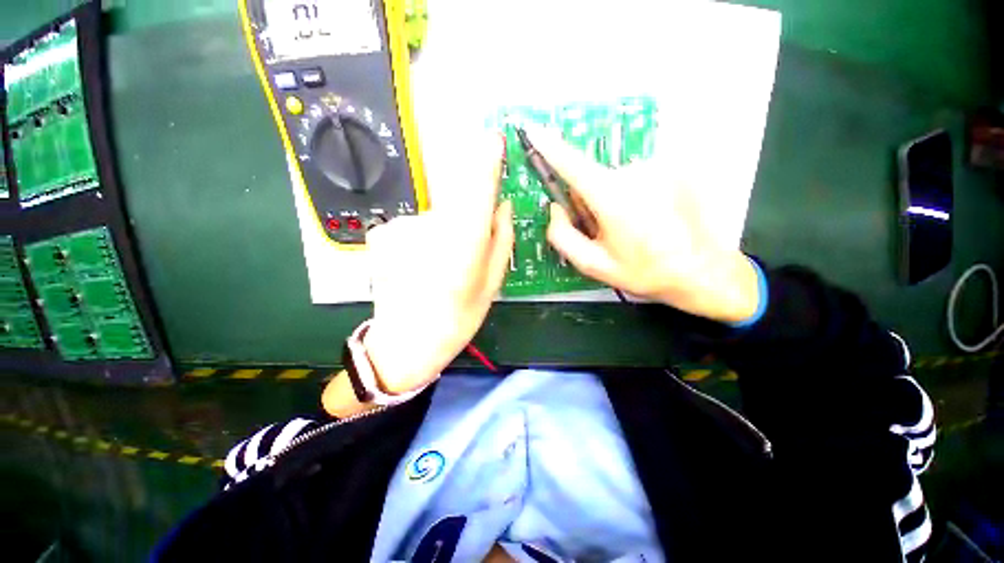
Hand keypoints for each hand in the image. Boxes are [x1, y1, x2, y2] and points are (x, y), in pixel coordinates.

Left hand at [362, 135, 512, 393]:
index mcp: (464, 245)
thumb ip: (501, 240)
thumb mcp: (491, 285)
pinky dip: (420, 242)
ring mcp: (401, 229)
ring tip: (437, 271)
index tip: (493, 139)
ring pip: (435, 219)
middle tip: (461, 260)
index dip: (487, 162)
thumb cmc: (457, 319)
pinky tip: (416, 268)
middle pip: (457, 205)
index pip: (478, 190)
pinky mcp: (382, 233)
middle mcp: (431, 230)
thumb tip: (502, 206)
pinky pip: (413, 228)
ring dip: (442, 237)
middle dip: (466, 224)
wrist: (404, 345)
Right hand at [526, 127, 759, 323]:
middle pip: (593, 179)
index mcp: (611, 197)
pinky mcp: (673, 168)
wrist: (701, 270)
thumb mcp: (593, 264)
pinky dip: (633, 196)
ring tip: (633, 229)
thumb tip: (555, 209)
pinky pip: (636, 178)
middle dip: (590, 202)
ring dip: (613, 200)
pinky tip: (650, 219)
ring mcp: (657, 167)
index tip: (532, 128)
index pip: (571, 164)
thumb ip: (562, 236)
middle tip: (606, 231)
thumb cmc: (644, 270)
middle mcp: (634, 172)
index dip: (549, 146)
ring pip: (614, 180)